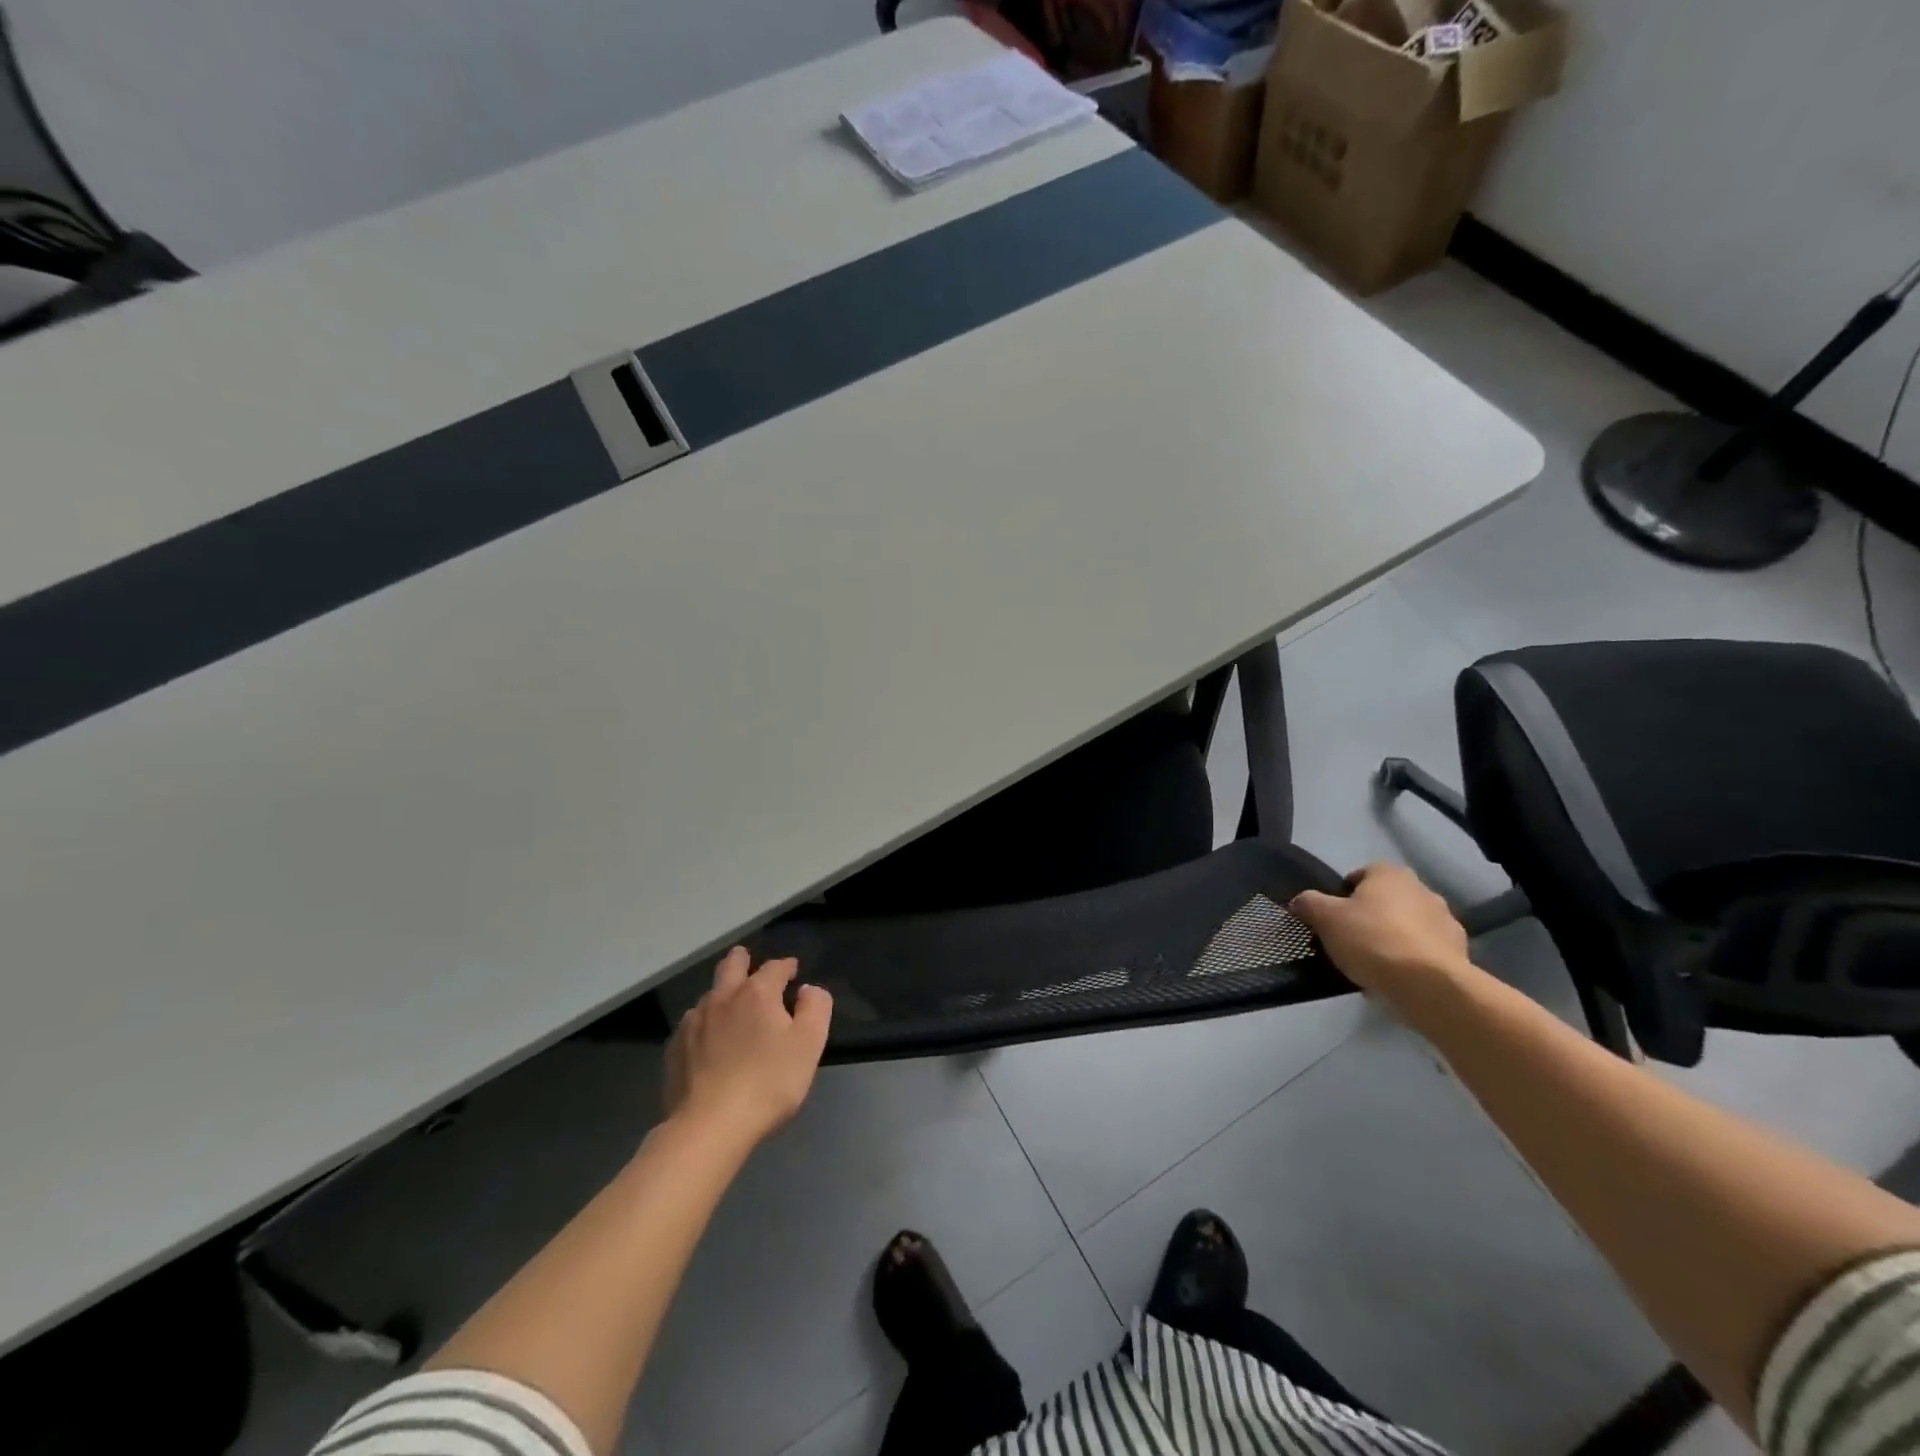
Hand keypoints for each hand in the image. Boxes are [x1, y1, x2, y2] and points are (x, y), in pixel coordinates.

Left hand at [665, 948, 832, 1144]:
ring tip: (730, 1008)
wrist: (709, 1126)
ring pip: (709, 995)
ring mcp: (693, 1023)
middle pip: (731, 965)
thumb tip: (808, 989)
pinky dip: (704, 1024)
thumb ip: (816, 1008)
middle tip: (748, 961)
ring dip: (722, 994)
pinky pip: (692, 1025)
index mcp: (757, 993)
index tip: (793, 971)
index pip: (774, 967)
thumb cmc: (768, 1082)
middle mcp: (722, 998)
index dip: (786, 966)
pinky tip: (707, 1042)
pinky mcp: (675, 1049)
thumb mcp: (809, 1044)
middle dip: (742, 959)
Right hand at [1289, 862, 1471, 1000]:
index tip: (1334, 916)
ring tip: (1374, 962)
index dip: (1344, 893)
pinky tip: (1397, 977)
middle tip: (1350, 938)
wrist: (1428, 985)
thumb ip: (1309, 904)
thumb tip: (1299, 901)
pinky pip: (1425, 950)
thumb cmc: (1372, 940)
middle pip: (1387, 899)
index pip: (1362, 874)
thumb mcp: (1325, 919)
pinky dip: (1412, 958)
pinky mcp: (1459, 952)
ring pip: (1409, 925)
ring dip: (1394, 936)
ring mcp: (1446, 921)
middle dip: (1371, 915)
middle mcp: (1422, 890)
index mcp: (1390, 874)